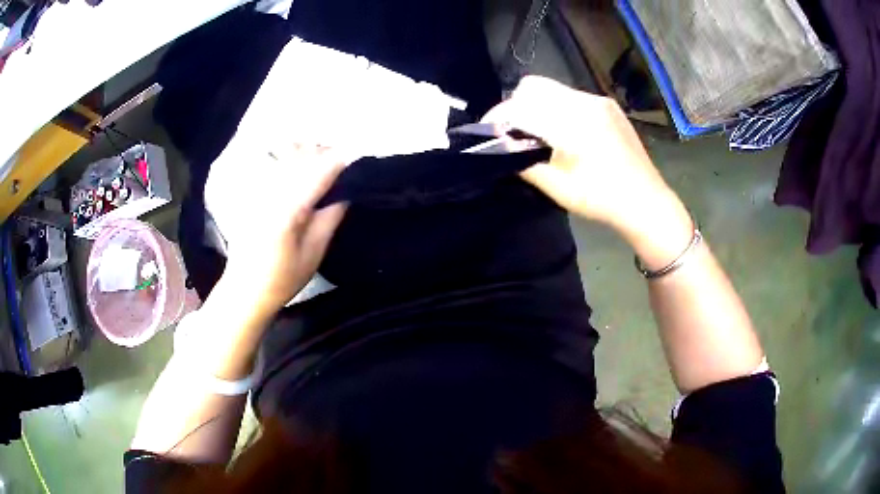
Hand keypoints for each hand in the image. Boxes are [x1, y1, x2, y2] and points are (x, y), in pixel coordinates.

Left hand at [205, 143, 347, 317]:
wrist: (245, 289)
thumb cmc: (283, 278)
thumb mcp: (314, 252)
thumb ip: (331, 217)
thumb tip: (347, 191)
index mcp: (290, 207)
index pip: (320, 171)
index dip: (341, 162)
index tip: (358, 163)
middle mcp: (273, 191)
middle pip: (303, 157)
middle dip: (326, 153)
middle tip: (345, 162)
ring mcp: (260, 190)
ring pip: (287, 157)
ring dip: (310, 153)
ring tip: (326, 160)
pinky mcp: (253, 194)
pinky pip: (275, 166)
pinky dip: (292, 158)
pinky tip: (302, 164)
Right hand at [481, 76, 687, 242]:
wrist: (647, 202)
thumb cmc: (602, 200)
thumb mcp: (558, 187)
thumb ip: (524, 163)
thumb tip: (500, 148)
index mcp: (572, 122)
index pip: (521, 106)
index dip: (499, 116)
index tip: (489, 131)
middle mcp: (585, 102)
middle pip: (534, 87)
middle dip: (516, 105)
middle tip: (514, 132)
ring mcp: (599, 101)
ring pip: (553, 89)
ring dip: (537, 106)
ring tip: (539, 133)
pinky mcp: (608, 106)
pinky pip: (572, 97)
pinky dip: (558, 108)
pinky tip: (565, 132)